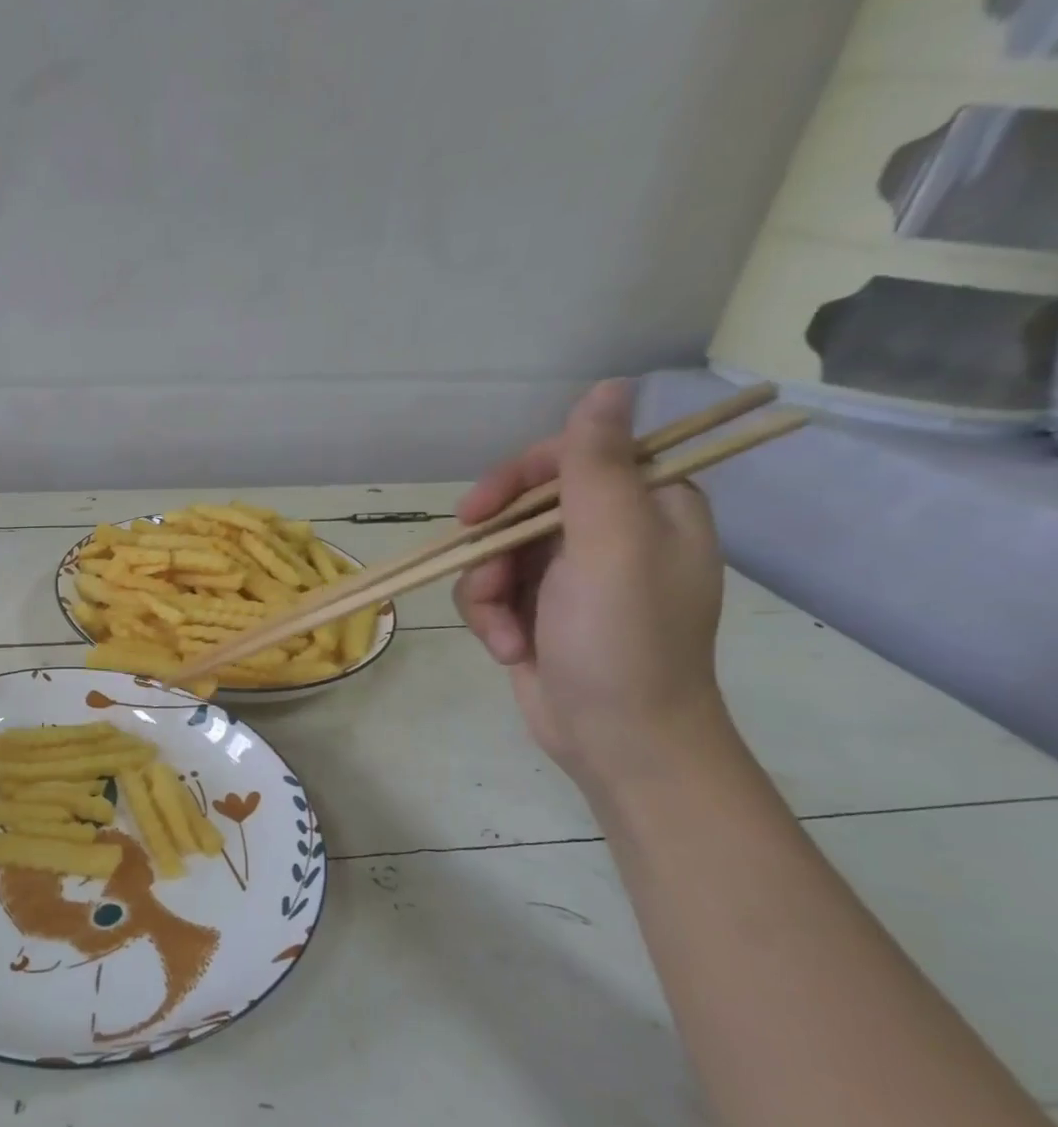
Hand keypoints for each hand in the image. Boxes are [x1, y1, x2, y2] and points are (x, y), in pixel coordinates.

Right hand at [452, 380, 728, 793]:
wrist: (618, 741)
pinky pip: (488, 592)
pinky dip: (489, 620)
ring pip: (493, 552)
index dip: (517, 478)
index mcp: (646, 506)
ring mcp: (569, 575)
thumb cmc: (624, 641)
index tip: (479, 512)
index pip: (571, 457)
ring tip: (507, 634)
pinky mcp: (537, 610)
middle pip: (521, 507)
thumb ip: (598, 466)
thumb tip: (610, 385)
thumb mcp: (611, 545)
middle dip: (494, 550)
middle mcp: (608, 533)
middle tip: (488, 579)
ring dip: (486, 594)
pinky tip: (510, 650)